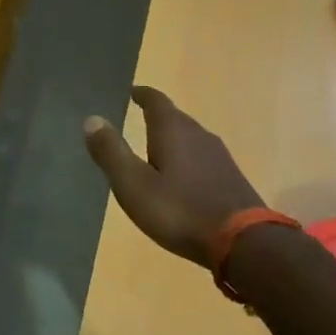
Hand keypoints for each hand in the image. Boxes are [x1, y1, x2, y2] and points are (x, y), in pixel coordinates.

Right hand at [83, 87, 265, 268]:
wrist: (243, 242)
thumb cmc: (180, 211)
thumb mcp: (134, 184)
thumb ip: (111, 152)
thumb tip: (92, 119)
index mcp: (173, 130)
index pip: (156, 100)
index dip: (142, 94)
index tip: (131, 92)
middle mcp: (199, 135)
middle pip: (175, 117)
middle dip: (156, 116)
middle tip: (137, 120)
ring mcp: (219, 156)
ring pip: (190, 138)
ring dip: (172, 139)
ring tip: (155, 149)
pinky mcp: (230, 178)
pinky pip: (202, 158)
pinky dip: (186, 159)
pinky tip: (181, 177)